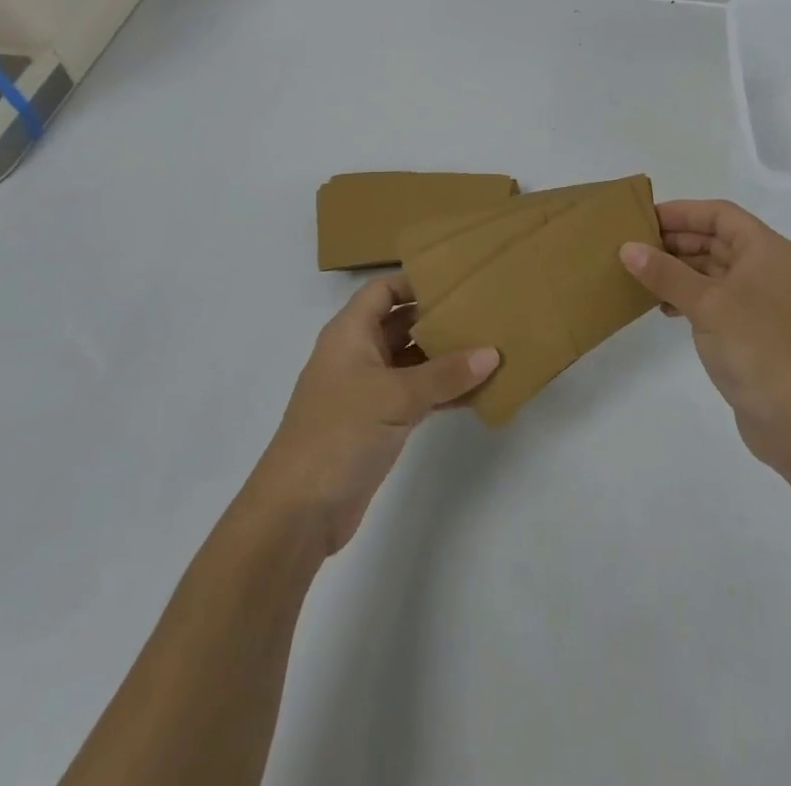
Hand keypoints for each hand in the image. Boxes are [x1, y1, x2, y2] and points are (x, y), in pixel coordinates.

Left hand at [249, 275, 497, 555]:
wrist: (298, 512)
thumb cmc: (339, 433)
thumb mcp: (395, 396)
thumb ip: (445, 374)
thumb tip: (492, 353)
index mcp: (350, 333)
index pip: (384, 289)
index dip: (416, 280)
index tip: (459, 279)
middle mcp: (359, 354)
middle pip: (403, 322)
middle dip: (440, 317)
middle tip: (485, 311)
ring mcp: (368, 390)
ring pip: (413, 360)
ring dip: (446, 357)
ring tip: (490, 348)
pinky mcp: (379, 422)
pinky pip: (417, 394)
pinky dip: (443, 391)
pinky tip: (478, 391)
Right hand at [621, 200, 790, 475]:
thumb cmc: (756, 345)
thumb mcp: (706, 303)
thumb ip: (666, 273)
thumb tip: (628, 248)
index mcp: (765, 249)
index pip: (720, 214)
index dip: (682, 212)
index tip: (644, 219)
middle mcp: (766, 268)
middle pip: (716, 240)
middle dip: (676, 241)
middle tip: (634, 247)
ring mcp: (760, 301)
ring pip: (713, 271)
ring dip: (679, 270)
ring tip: (641, 276)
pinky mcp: (751, 331)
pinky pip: (714, 299)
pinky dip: (688, 297)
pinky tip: (663, 308)